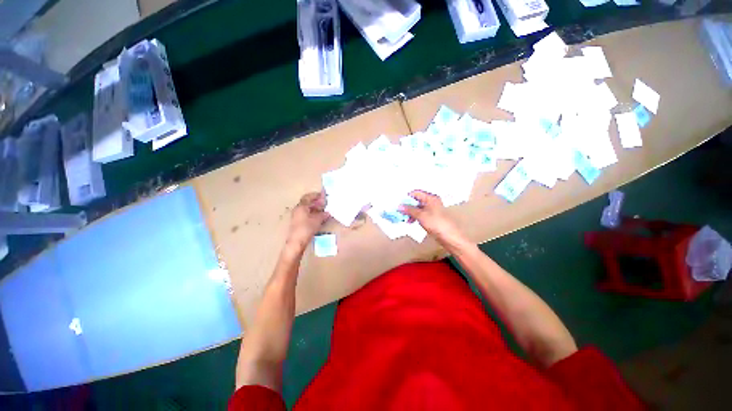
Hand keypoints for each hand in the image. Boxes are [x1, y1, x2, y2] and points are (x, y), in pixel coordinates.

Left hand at [286, 192, 329, 249]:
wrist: (297, 242)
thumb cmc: (306, 228)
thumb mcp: (317, 220)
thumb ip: (323, 214)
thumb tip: (328, 212)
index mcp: (301, 206)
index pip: (308, 197)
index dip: (316, 195)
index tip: (323, 195)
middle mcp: (297, 210)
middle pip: (307, 203)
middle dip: (316, 202)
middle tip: (325, 202)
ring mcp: (297, 216)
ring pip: (307, 209)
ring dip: (314, 208)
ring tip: (323, 209)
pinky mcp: (298, 223)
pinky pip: (306, 215)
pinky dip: (312, 214)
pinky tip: (319, 217)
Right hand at [399, 190, 468, 248]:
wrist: (449, 236)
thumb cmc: (436, 223)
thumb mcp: (420, 215)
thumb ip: (409, 210)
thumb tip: (400, 206)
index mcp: (431, 198)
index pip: (416, 193)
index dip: (407, 197)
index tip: (399, 202)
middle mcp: (432, 202)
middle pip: (417, 200)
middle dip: (408, 205)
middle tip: (400, 211)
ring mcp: (432, 210)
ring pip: (418, 208)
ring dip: (411, 212)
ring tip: (405, 218)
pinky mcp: (432, 218)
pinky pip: (421, 214)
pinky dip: (415, 216)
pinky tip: (411, 221)